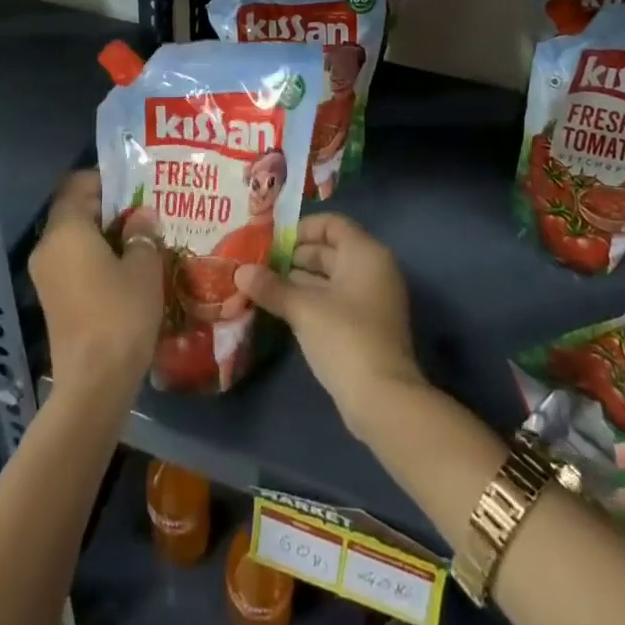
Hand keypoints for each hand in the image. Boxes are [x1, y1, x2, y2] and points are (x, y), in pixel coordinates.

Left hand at [29, 170, 163, 405]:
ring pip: (74, 237)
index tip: (137, 186)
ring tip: (140, 239)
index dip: (108, 180)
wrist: (93, 383)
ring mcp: (45, 274)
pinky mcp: (51, 298)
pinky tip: (125, 269)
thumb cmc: (120, 314)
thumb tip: (141, 216)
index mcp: (66, 229)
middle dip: (109, 207)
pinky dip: (94, 257)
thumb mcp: (144, 267)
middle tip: (144, 211)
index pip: (78, 184)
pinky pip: (72, 261)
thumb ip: (142, 234)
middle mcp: (48, 246)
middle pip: (75, 210)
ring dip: (103, 234)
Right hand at [235, 213, 424, 438]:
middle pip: (330, 250)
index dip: (301, 228)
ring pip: (331, 277)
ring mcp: (372, 300)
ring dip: (299, 280)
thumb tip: (240, 272)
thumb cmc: (344, 338)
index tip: (271, 241)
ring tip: (263, 285)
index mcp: (365, 253)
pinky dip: (312, 300)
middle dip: (294, 256)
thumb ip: (271, 287)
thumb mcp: (303, 309)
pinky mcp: (367, 326)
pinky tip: (283, 308)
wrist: (383, 400)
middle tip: (260, 264)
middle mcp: (373, 269)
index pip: (332, 224)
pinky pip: (336, 300)